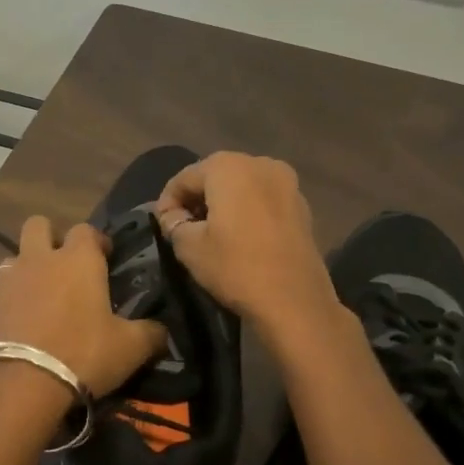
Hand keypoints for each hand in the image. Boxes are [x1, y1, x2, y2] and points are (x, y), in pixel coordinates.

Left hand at [0, 217, 167, 395]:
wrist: (20, 383)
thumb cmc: (83, 354)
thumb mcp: (130, 348)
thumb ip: (151, 334)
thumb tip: (162, 331)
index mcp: (78, 259)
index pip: (86, 230)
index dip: (97, 240)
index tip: (106, 257)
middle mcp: (39, 259)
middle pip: (38, 225)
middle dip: (50, 237)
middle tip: (64, 264)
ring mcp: (8, 280)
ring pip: (13, 256)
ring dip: (26, 268)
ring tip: (39, 295)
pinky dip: (10, 300)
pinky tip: (20, 323)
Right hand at [154, 153, 338, 334]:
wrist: (295, 301)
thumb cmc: (235, 267)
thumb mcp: (189, 247)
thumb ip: (173, 223)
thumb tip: (173, 215)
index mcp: (228, 167)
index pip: (184, 178)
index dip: (167, 201)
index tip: (161, 226)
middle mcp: (259, 163)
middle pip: (215, 175)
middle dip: (196, 198)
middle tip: (183, 227)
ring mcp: (287, 182)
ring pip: (241, 185)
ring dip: (222, 203)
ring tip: (210, 232)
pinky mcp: (302, 205)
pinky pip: (262, 199)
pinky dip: (246, 210)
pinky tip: (239, 236)